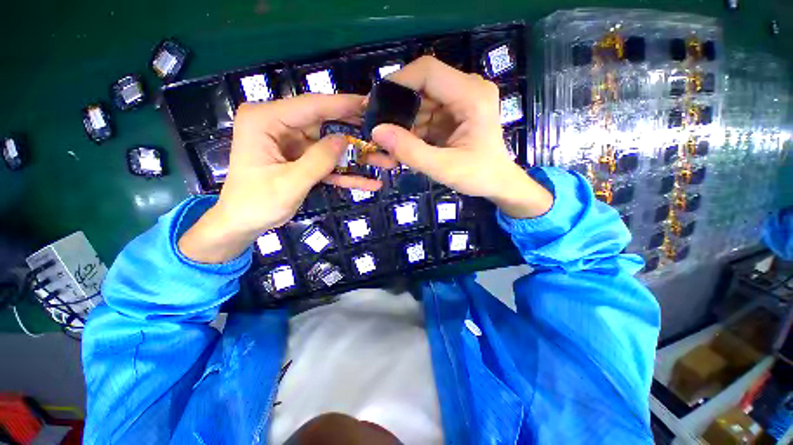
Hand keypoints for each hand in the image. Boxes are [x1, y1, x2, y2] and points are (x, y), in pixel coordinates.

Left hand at [179, 94, 393, 263]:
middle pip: (326, 124)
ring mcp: (292, 144)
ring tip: (385, 161)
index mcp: (265, 120)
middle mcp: (279, 126)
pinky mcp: (301, 159)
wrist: (242, 224)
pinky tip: (369, 182)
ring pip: (331, 145)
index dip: (343, 105)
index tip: (370, 103)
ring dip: (357, 157)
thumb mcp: (289, 183)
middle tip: (383, 133)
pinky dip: (347, 174)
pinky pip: (327, 163)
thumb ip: (318, 161)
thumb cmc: (256, 204)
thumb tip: (344, 140)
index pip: (311, 106)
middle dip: (356, 132)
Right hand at [372, 56, 552, 218]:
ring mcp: (461, 100)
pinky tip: (407, 144)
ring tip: (393, 143)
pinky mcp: (455, 112)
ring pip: (422, 101)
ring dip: (405, 121)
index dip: (398, 83)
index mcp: (471, 95)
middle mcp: (468, 89)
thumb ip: (410, 151)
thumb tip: (377, 131)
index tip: (376, 106)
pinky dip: (414, 128)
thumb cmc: (478, 176)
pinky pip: (427, 113)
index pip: (427, 71)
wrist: (498, 183)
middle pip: (422, 86)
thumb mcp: (443, 168)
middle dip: (399, 108)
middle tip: (381, 131)